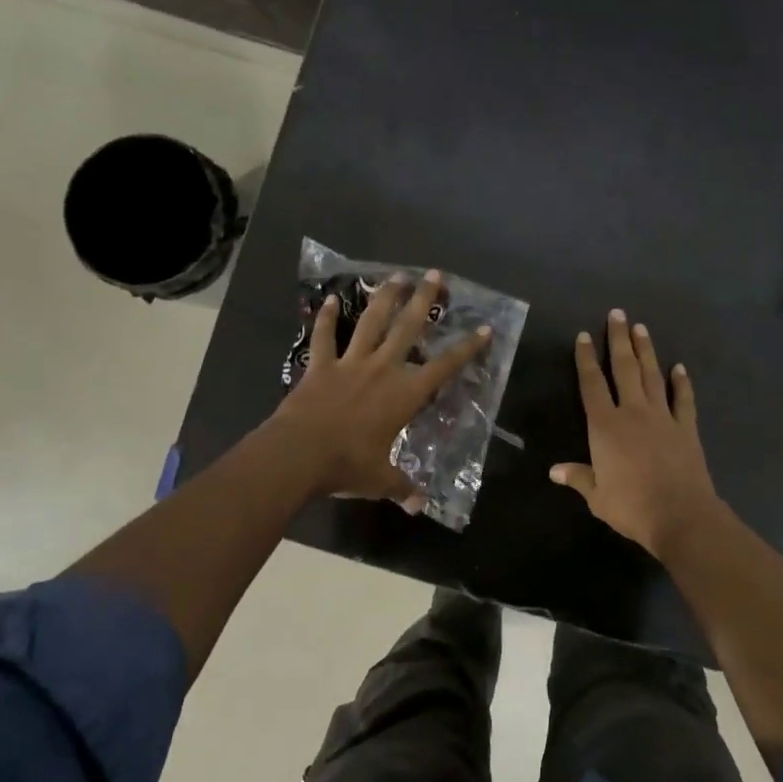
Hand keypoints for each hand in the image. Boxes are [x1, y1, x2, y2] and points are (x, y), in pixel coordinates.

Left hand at [271, 270, 490, 507]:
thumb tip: (420, 507)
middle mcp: (382, 370)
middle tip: (435, 275)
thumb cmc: (347, 466)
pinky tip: (332, 299)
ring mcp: (350, 364)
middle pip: (408, 328)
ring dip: (385, 298)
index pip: (444, 367)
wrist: (298, 455)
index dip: (466, 349)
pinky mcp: (320, 366)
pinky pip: (324, 337)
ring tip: (397, 276)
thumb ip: (403, 489)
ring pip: (371, 323)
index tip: (484, 329)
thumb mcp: (380, 480)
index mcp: (404, 395)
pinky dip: (327, 318)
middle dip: (424, 300)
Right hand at [550, 310, 720, 558]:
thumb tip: (555, 471)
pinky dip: (682, 382)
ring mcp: (663, 417)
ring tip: (641, 328)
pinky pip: (683, 399)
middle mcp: (633, 412)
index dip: (586, 359)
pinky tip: (679, 367)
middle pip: (624, 368)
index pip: (592, 385)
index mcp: (606, 426)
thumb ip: (578, 478)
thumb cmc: (632, 506)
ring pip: (652, 376)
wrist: (681, 515)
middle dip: (618, 340)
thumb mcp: (597, 496)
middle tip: (617, 313)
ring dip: (646, 350)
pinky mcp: (686, 428)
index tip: (583, 336)